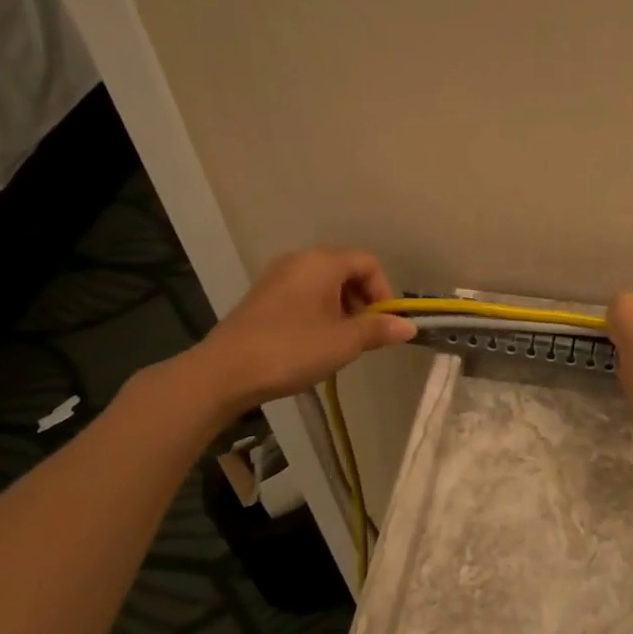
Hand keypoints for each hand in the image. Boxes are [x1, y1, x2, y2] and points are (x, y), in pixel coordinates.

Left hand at [176, 247, 415, 416]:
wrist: (224, 372)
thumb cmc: (292, 350)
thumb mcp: (344, 342)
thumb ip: (379, 330)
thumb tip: (408, 326)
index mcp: (322, 262)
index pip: (368, 263)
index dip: (384, 291)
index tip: (384, 324)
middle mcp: (299, 261)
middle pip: (346, 271)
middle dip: (363, 301)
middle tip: (364, 335)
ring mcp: (276, 278)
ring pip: (324, 285)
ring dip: (342, 310)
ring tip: (340, 343)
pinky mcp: (262, 298)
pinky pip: (303, 296)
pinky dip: (319, 313)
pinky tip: (313, 344)